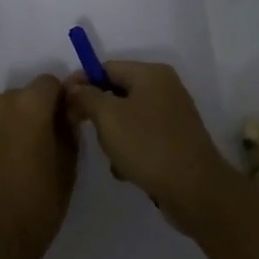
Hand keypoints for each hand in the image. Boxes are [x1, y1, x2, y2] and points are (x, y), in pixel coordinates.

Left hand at [0, 75, 77, 258]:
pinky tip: (1, 168)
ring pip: (3, 112)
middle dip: (36, 112)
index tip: (66, 123)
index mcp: (29, 104)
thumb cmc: (37, 203)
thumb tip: (66, 113)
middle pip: (24, 96)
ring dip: (14, 124)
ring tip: (21, 159)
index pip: (50, 83)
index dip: (61, 100)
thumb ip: (68, 130)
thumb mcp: (67, 166)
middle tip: (46, 144)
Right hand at [65, 62, 234, 220]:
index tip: (62, 104)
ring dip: (114, 137)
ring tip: (114, 159)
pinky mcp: (175, 140)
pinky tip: (127, 171)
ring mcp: (172, 115)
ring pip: (127, 118)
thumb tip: (74, 88)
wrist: (195, 190)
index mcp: (151, 74)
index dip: (82, 82)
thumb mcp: (109, 117)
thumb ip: (86, 97)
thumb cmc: (148, 146)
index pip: (107, 67)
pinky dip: (130, 150)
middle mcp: (165, 88)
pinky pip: (142, 137)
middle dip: (99, 114)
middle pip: (117, 92)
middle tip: (89, 134)